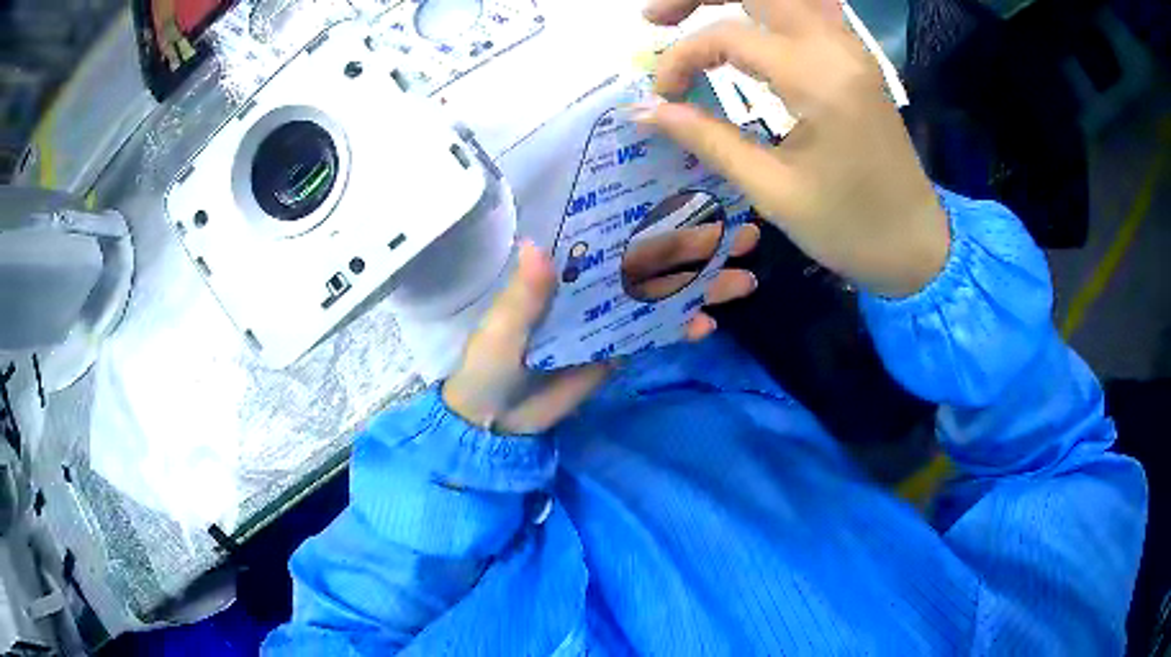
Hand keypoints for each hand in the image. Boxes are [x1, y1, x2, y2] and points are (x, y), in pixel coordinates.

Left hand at [443, 233, 758, 433]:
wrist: (497, 424)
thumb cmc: (489, 368)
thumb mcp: (501, 331)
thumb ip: (522, 296)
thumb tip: (535, 245)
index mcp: (565, 270)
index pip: (613, 233)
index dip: (651, 215)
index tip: (691, 197)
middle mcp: (593, 285)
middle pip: (650, 260)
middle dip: (694, 247)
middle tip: (743, 235)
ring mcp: (609, 317)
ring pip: (661, 294)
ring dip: (700, 286)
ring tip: (744, 279)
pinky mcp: (618, 350)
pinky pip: (654, 334)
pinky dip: (680, 329)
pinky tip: (708, 325)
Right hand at [640, 0, 949, 297]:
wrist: (917, 244)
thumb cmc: (850, 228)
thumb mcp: (772, 191)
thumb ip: (707, 139)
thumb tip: (646, 110)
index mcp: (819, 80)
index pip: (730, 36)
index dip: (682, 58)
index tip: (662, 97)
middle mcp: (836, 48)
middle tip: (655, 19)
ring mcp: (851, 48)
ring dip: (733, 0)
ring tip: (688, 15)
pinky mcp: (855, 59)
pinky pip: (806, 12)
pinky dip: (765, 12)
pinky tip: (743, 29)